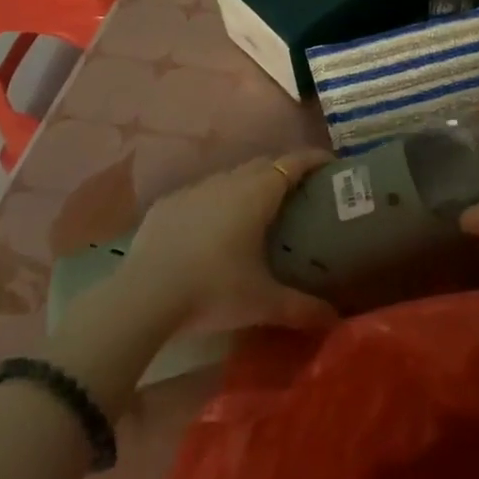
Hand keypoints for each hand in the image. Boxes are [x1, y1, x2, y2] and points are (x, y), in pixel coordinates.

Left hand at [48, 151, 339, 418]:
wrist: (143, 296)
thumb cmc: (214, 290)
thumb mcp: (263, 302)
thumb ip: (302, 307)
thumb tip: (335, 319)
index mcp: (259, 193)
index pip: (294, 162)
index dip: (314, 159)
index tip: (330, 165)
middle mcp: (229, 181)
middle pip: (264, 164)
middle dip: (283, 171)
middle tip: (298, 192)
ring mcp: (195, 189)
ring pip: (231, 177)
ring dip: (248, 185)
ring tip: (256, 210)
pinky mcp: (167, 204)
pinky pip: (200, 194)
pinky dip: (214, 202)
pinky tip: (211, 228)